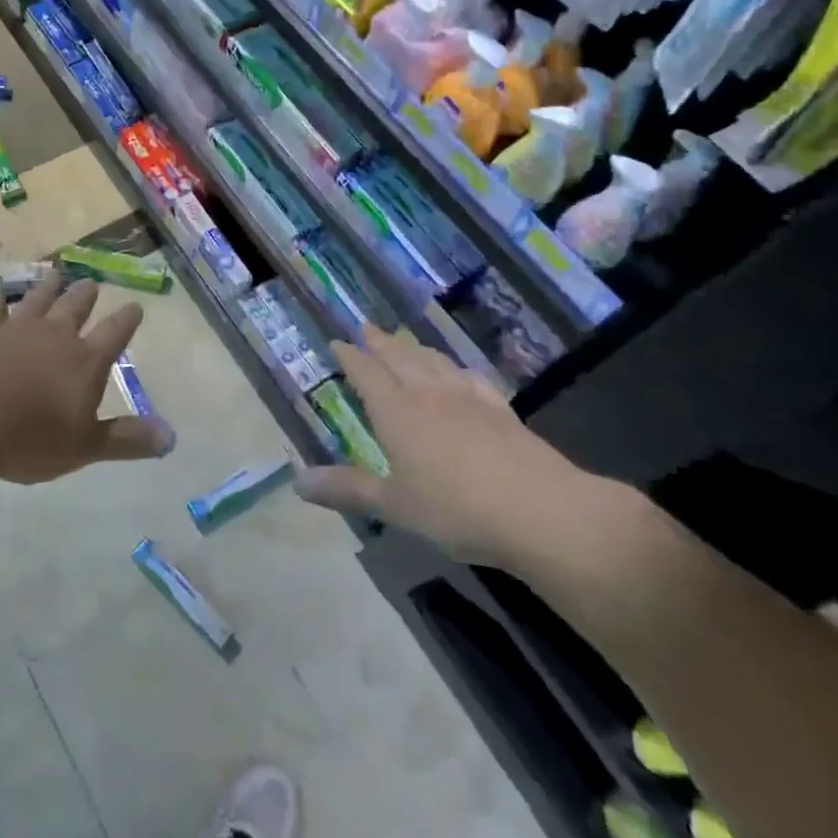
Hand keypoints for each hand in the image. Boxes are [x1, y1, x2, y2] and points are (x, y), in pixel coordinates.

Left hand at [0, 270, 171, 484]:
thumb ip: (126, 440)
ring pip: (38, 298)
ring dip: (48, 286)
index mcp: (85, 362)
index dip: (127, 320)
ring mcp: (16, 328)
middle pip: (76, 307)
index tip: (136, 306)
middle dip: (86, 295)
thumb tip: (170, 439)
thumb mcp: (85, 448)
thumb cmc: (29, 439)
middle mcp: (55, 336)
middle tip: (92, 284)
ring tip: (56, 272)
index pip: (114, 333)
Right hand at [294, 326, 648, 583]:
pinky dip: (456, 369)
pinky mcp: (501, 411)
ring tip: (405, 342)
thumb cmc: (456, 510)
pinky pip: (470, 378)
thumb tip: (296, 481)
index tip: (337, 341)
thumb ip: (347, 490)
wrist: (541, 511)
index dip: (351, 356)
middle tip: (366, 327)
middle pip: (400, 358)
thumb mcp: (394, 505)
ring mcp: (469, 399)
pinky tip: (460, 373)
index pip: (367, 374)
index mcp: (398, 413)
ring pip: (435, 362)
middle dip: (380, 342)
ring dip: (415, 349)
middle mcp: (430, 395)